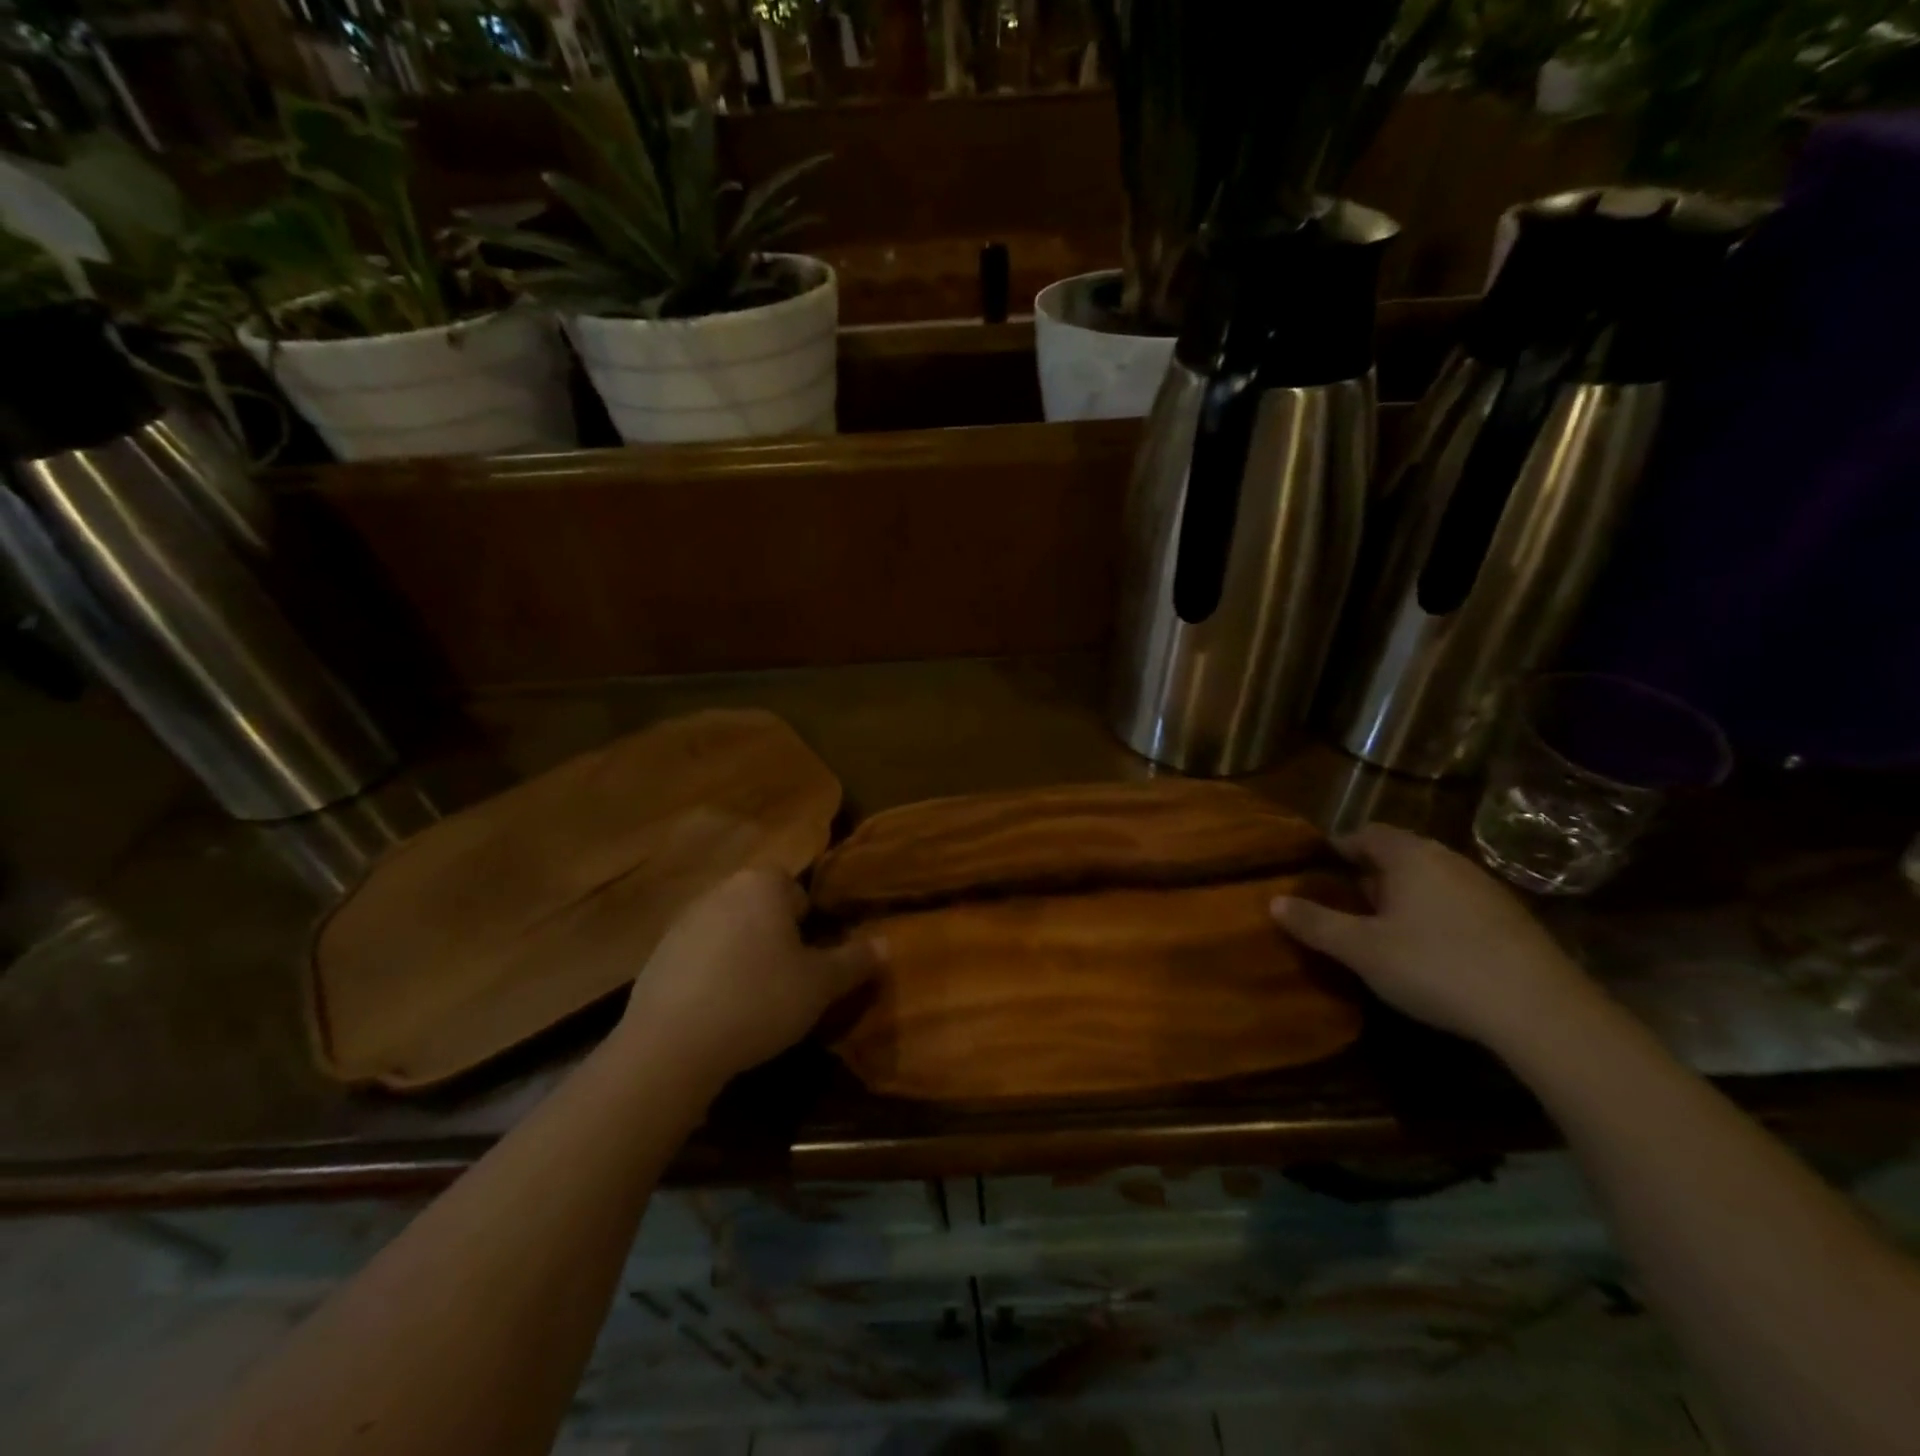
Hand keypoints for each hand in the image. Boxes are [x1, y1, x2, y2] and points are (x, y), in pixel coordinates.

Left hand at [618, 869, 880, 1095]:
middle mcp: (721, 890)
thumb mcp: (821, 985)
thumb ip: (856, 960)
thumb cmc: (759, 1000)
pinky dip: (712, 974)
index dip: (811, 925)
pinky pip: (700, 956)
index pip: (797, 890)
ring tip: (753, 1000)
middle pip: (762, 908)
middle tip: (789, 981)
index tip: (812, 961)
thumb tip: (886, 944)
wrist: (671, 1045)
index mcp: (762, 884)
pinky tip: (718, 1011)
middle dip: (777, 937)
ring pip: (731, 931)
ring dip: (744, 955)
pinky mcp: (657, 954)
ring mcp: (684, 920)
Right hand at [1271, 823, 1593, 1051]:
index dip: (1341, 846)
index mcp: (1409, 856)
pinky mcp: (1512, 920)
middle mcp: (1448, 860)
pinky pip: (1458, 902)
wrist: (1540, 1011)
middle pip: (1400, 853)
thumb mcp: (1361, 950)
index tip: (1320, 865)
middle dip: (1371, 871)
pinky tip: (1432, 949)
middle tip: (1347, 898)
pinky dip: (1436, 914)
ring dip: (1405, 894)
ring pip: (1432, 878)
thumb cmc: (1435, 966)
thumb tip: (1273, 900)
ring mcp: (1486, 888)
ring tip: (1384, 926)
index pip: (1367, 833)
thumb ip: (1316, 923)